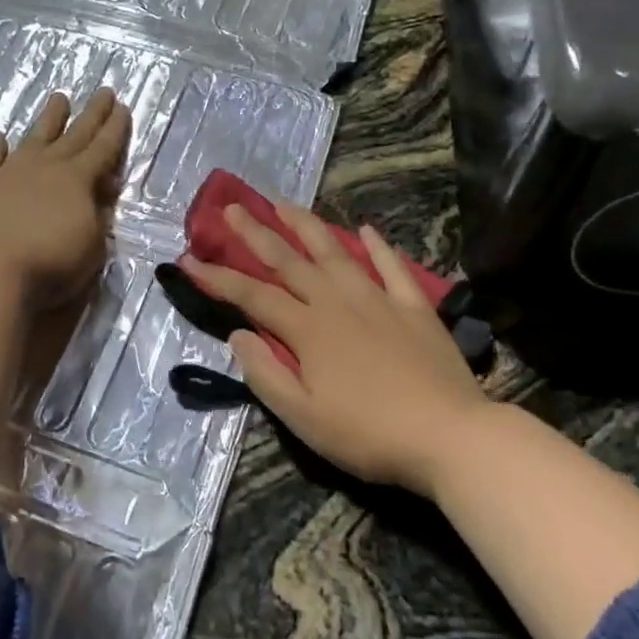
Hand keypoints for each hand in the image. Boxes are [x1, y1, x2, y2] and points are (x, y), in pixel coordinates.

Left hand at [0, 89, 130, 312]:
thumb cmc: (49, 264)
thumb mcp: (92, 247)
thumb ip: (98, 217)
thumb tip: (100, 195)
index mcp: (77, 180)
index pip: (103, 148)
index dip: (115, 129)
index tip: (124, 107)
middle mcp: (45, 167)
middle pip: (74, 135)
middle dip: (92, 114)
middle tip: (104, 91)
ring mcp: (9, 173)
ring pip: (34, 138)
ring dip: (48, 118)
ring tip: (59, 97)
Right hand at [180, 204, 488, 499]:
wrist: (449, 435)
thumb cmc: (368, 434)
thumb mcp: (303, 417)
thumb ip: (265, 374)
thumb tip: (238, 334)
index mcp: (308, 330)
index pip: (252, 296)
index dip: (218, 277)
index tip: (188, 259)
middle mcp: (338, 302)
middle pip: (289, 261)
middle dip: (256, 234)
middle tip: (234, 207)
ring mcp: (379, 300)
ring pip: (335, 252)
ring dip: (306, 226)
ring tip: (285, 204)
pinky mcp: (414, 307)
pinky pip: (391, 267)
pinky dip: (377, 246)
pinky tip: (366, 229)